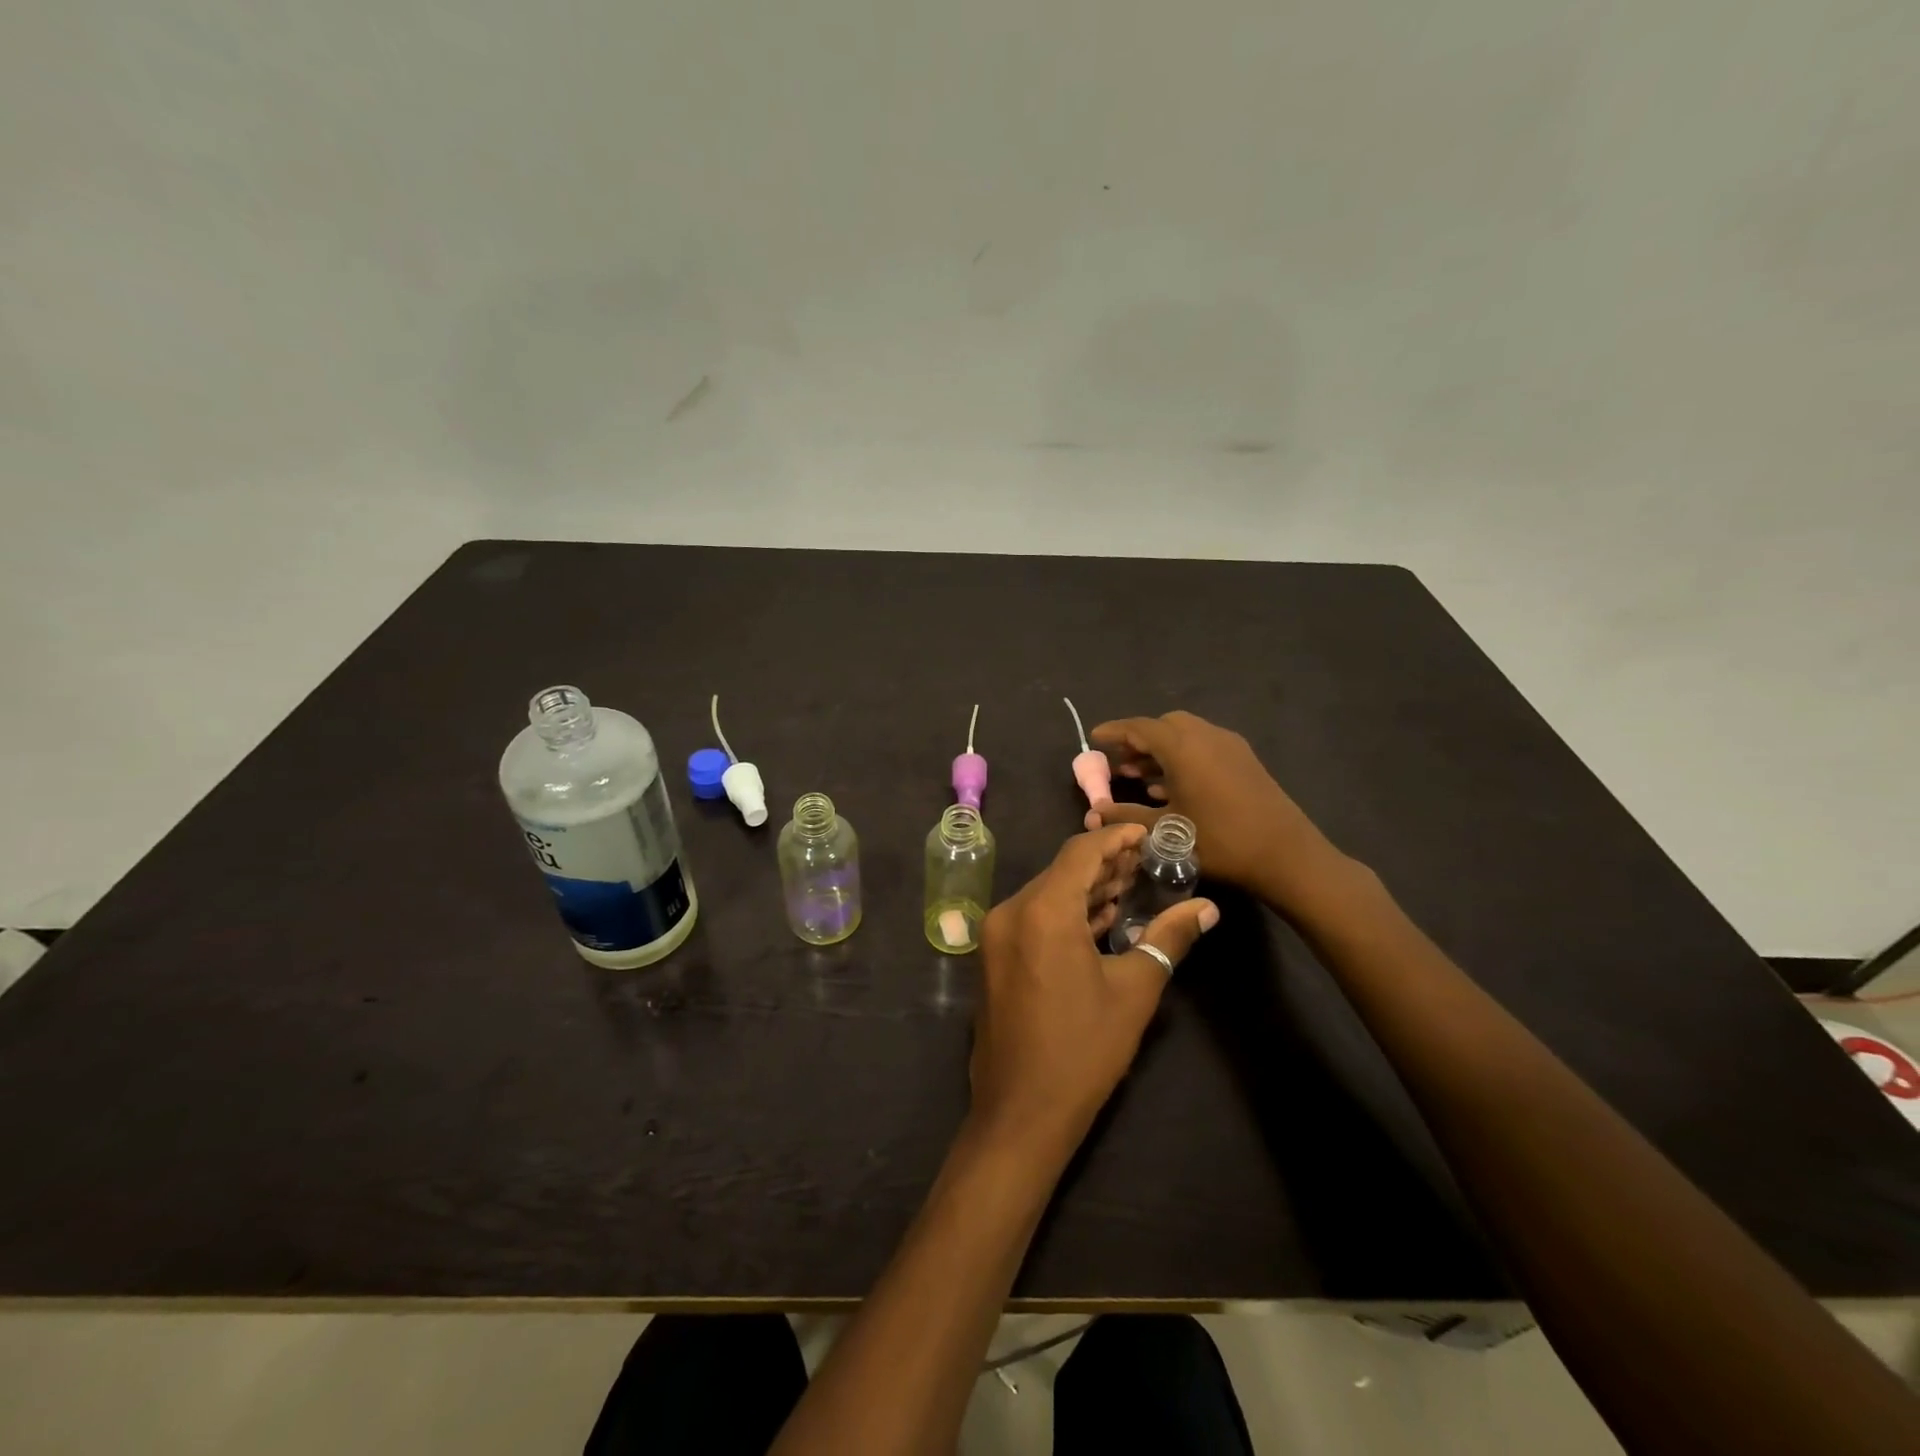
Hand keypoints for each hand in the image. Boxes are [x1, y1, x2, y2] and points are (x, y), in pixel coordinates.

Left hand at [970, 824, 1217, 1167]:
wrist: (1020, 1112)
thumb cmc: (1083, 1049)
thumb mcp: (1134, 990)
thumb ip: (1169, 938)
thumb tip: (1207, 908)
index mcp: (1042, 910)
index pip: (1080, 853)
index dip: (1115, 838)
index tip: (1147, 834)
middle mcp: (1011, 912)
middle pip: (1061, 871)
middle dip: (1104, 864)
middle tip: (1146, 862)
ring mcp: (997, 935)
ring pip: (1046, 894)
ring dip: (1085, 889)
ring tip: (1130, 886)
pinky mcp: (995, 956)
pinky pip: (1034, 918)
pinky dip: (1065, 913)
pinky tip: (1099, 919)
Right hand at [1083, 710, 1343, 909]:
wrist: (1286, 855)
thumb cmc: (1220, 841)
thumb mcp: (1165, 832)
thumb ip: (1126, 818)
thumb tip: (1094, 811)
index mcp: (1183, 748)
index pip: (1140, 728)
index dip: (1115, 731)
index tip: (1094, 737)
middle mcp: (1206, 737)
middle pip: (1164, 726)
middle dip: (1139, 740)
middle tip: (1119, 762)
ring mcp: (1229, 747)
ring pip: (1185, 736)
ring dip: (1160, 751)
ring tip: (1138, 776)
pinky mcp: (1244, 761)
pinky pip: (1203, 747)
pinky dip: (1181, 758)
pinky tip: (1170, 787)